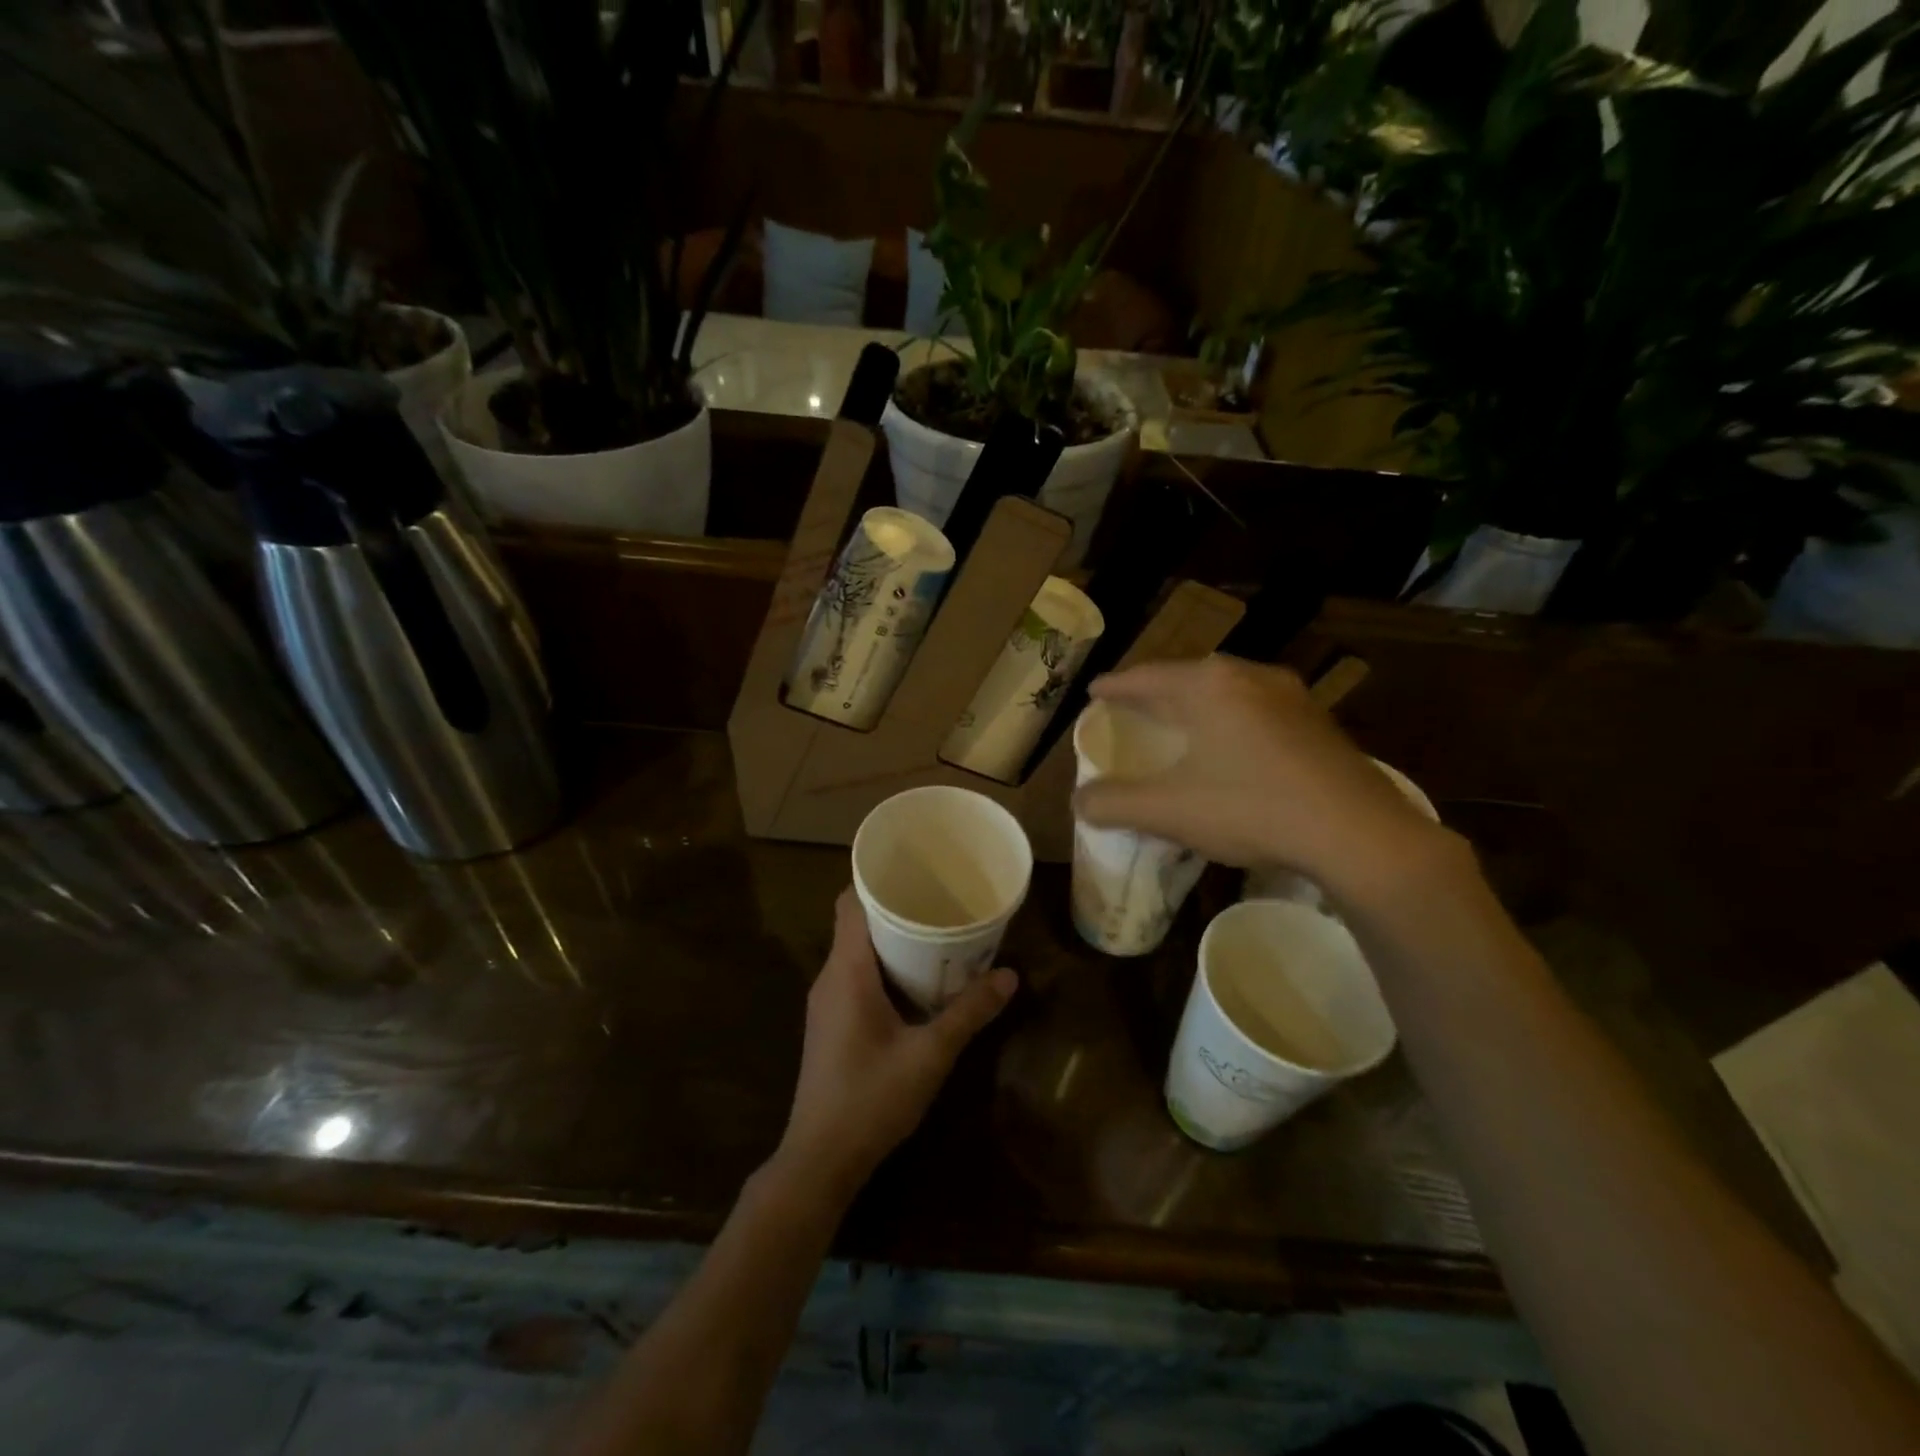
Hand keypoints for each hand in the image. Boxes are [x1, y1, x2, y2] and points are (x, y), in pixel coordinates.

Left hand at [774, 888, 1015, 1205]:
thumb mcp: (930, 1055)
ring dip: (891, 940)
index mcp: (847, 971)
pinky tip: (916, 980)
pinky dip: (883, 966)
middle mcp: (831, 978)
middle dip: (895, 909)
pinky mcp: (831, 1024)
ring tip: (935, 933)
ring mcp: (827, 1003)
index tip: (915, 871)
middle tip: (939, 900)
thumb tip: (1009, 975)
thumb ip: (969, 1013)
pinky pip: (856, 976)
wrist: (820, 1160)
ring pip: (856, 952)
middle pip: (857, 924)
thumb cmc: (871, 1099)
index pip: (851, 903)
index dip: (877, 880)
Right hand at [1073, 656, 1450, 898]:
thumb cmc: (1252, 809)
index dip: (1115, 686)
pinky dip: (1228, 718)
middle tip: (1131, 706)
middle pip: (1186, 677)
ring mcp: (1289, 696)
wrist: (1358, 834)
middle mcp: (1248, 676)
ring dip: (1195, 703)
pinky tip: (1231, 744)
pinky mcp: (1316, 721)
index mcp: (1208, 686)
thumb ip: (1114, 803)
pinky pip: (1255, 707)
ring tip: (1178, 720)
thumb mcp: (1169, 810)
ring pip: (1225, 690)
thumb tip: (1079, 802)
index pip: (1146, 677)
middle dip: (1155, 691)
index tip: (1095, 691)